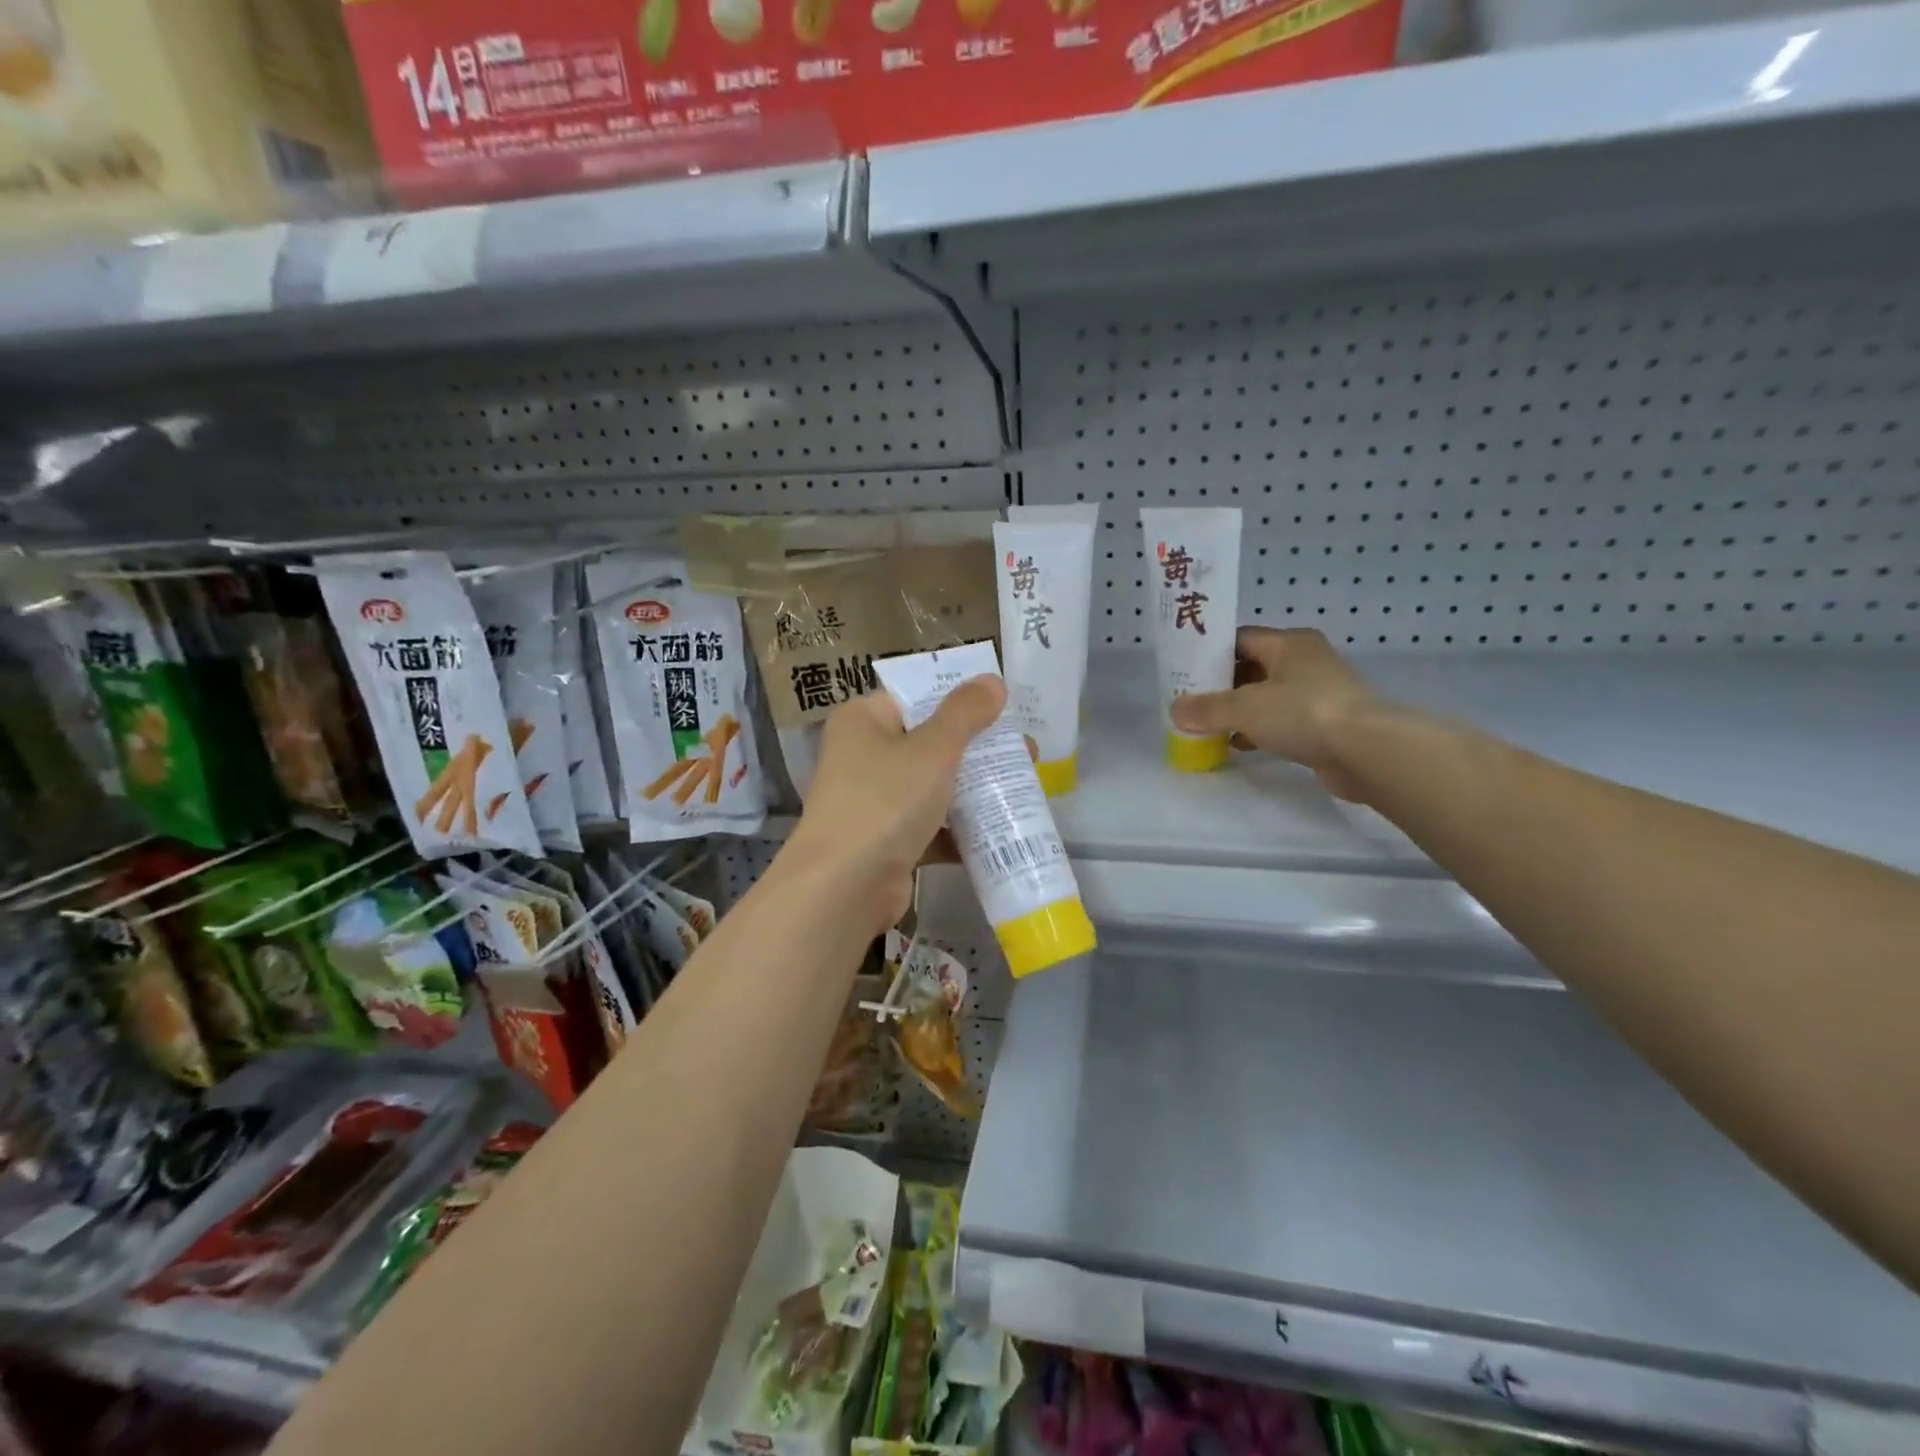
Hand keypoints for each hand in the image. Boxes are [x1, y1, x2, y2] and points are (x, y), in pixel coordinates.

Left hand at [782, 676, 1007, 935]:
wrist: (844, 887)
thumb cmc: (886, 801)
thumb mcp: (933, 749)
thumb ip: (965, 712)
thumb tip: (993, 679)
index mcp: (864, 720)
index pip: (916, 696)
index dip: (960, 699)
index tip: (1005, 708)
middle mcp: (863, 756)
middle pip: (931, 743)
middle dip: (979, 750)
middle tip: (1027, 753)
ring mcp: (874, 802)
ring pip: (934, 787)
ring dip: (975, 790)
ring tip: (1025, 788)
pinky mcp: (887, 842)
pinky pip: (931, 827)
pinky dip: (960, 830)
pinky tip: (1003, 830)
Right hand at [1169, 627, 1377, 800]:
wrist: (1366, 751)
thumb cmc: (1303, 713)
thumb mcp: (1244, 708)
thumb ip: (1207, 708)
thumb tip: (1176, 711)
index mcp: (1288, 643)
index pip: (1239, 639)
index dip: (1210, 654)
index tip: (1184, 673)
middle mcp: (1305, 661)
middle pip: (1251, 668)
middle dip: (1220, 686)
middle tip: (1190, 703)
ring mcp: (1318, 693)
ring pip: (1266, 697)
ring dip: (1239, 711)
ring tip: (1207, 726)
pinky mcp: (1325, 723)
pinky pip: (1281, 721)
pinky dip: (1258, 730)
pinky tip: (1238, 745)